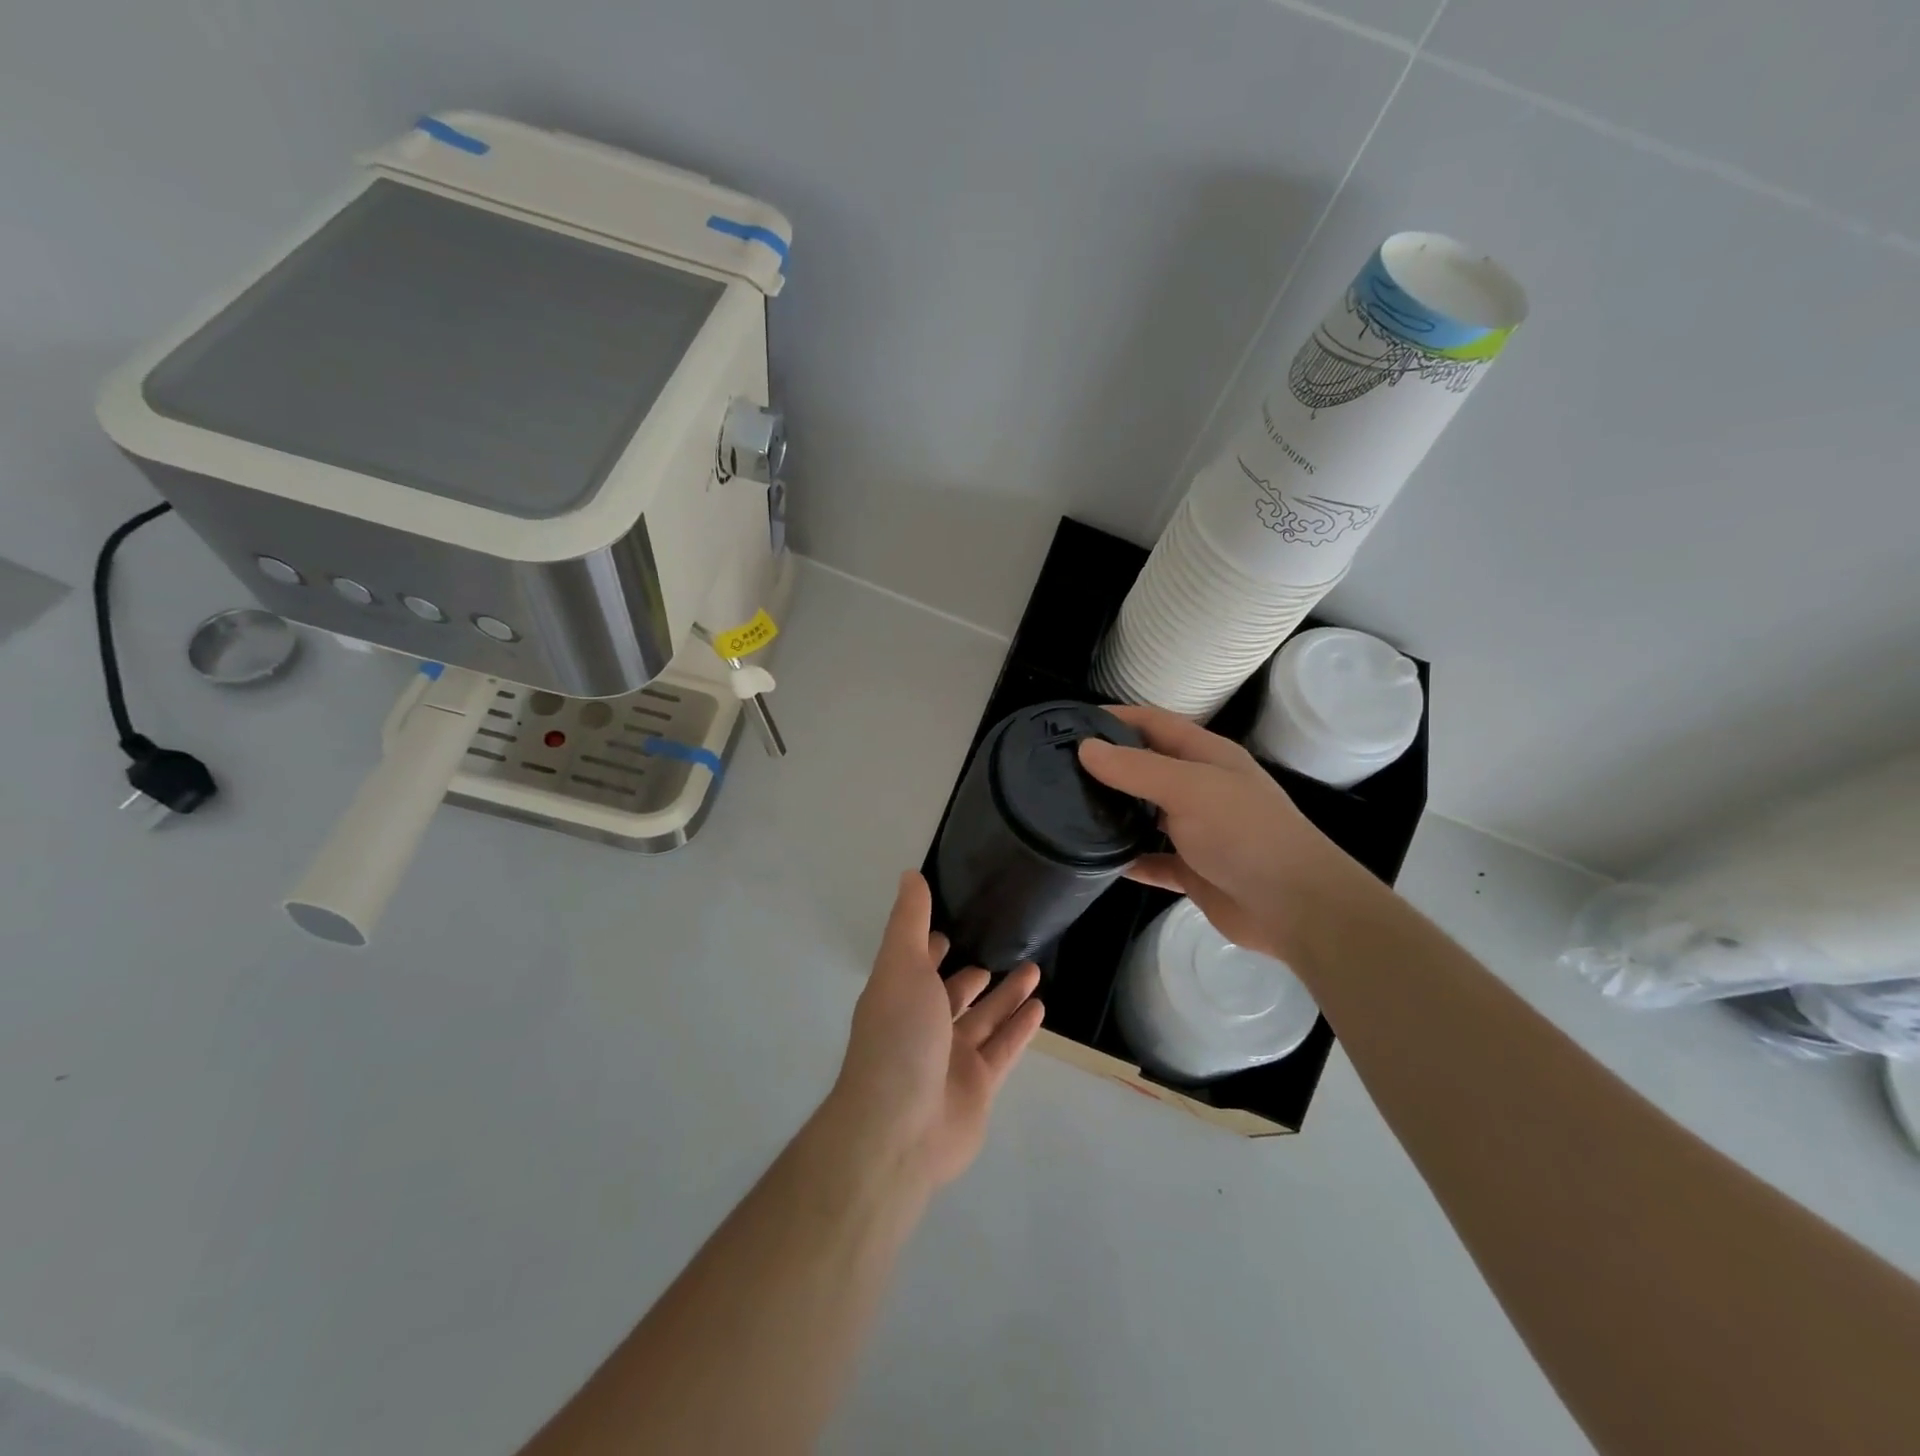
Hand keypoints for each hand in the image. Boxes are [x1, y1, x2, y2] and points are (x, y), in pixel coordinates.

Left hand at [828, 872, 1044, 1188]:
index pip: (917, 964)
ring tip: (1033, 968)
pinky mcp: (979, 1086)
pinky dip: (1020, 1028)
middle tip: (1002, 947)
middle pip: (953, 994)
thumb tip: (910, 874)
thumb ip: (910, 921)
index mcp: (899, 996)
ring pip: (984, 1019)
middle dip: (973, 974)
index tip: (954, 925)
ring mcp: (951, 1059)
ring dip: (1006, 995)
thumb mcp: (901, 966)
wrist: (900, 1128)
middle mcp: (923, 1026)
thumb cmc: (898, 1036)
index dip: (931, 945)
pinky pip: (1004, 1049)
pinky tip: (1040, 1006)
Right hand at [1077, 705, 1380, 971]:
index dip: (1117, 717)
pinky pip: (1152, 860)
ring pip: (1147, 815)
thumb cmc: (1244, 833)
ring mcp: (1198, 831)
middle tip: (1059, 769)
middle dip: (1110, 766)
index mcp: (1207, 757)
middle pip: (1148, 768)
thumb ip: (1136, 769)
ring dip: (1116, 813)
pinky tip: (1096, 860)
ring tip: (1067, 810)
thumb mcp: (1189, 788)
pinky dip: (1128, 859)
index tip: (1072, 722)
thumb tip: (1085, 748)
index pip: (1156, 724)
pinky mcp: (1192, 870)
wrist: (1294, 906)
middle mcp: (1201, 788)